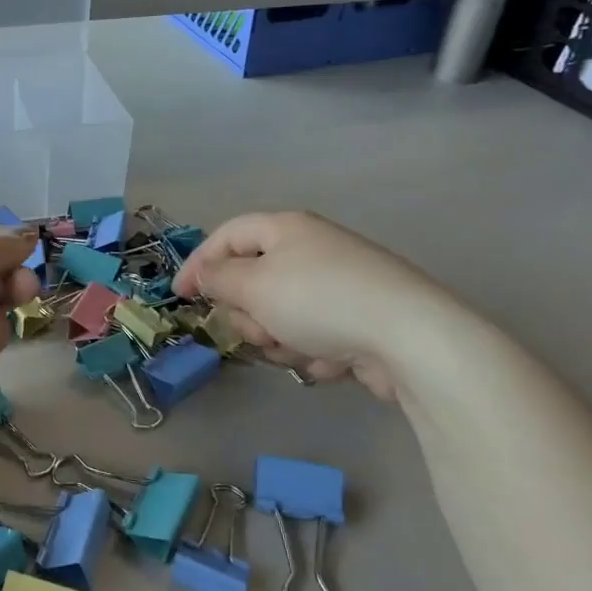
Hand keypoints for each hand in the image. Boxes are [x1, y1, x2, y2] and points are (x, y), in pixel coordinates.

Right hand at [173, 211, 461, 400]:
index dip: (199, 262)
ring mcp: (339, 286)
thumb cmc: (320, 301)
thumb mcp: (255, 286)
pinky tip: (331, 361)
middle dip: (248, 313)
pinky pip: (315, 334)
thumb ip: (219, 278)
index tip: (180, 296)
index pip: (228, 236)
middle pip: (254, 280)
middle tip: (256, 331)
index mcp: (286, 229)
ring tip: (298, 350)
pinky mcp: (360, 321)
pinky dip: (313, 350)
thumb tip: (204, 272)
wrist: (411, 339)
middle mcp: (312, 250)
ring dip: (279, 337)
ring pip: (281, 314)